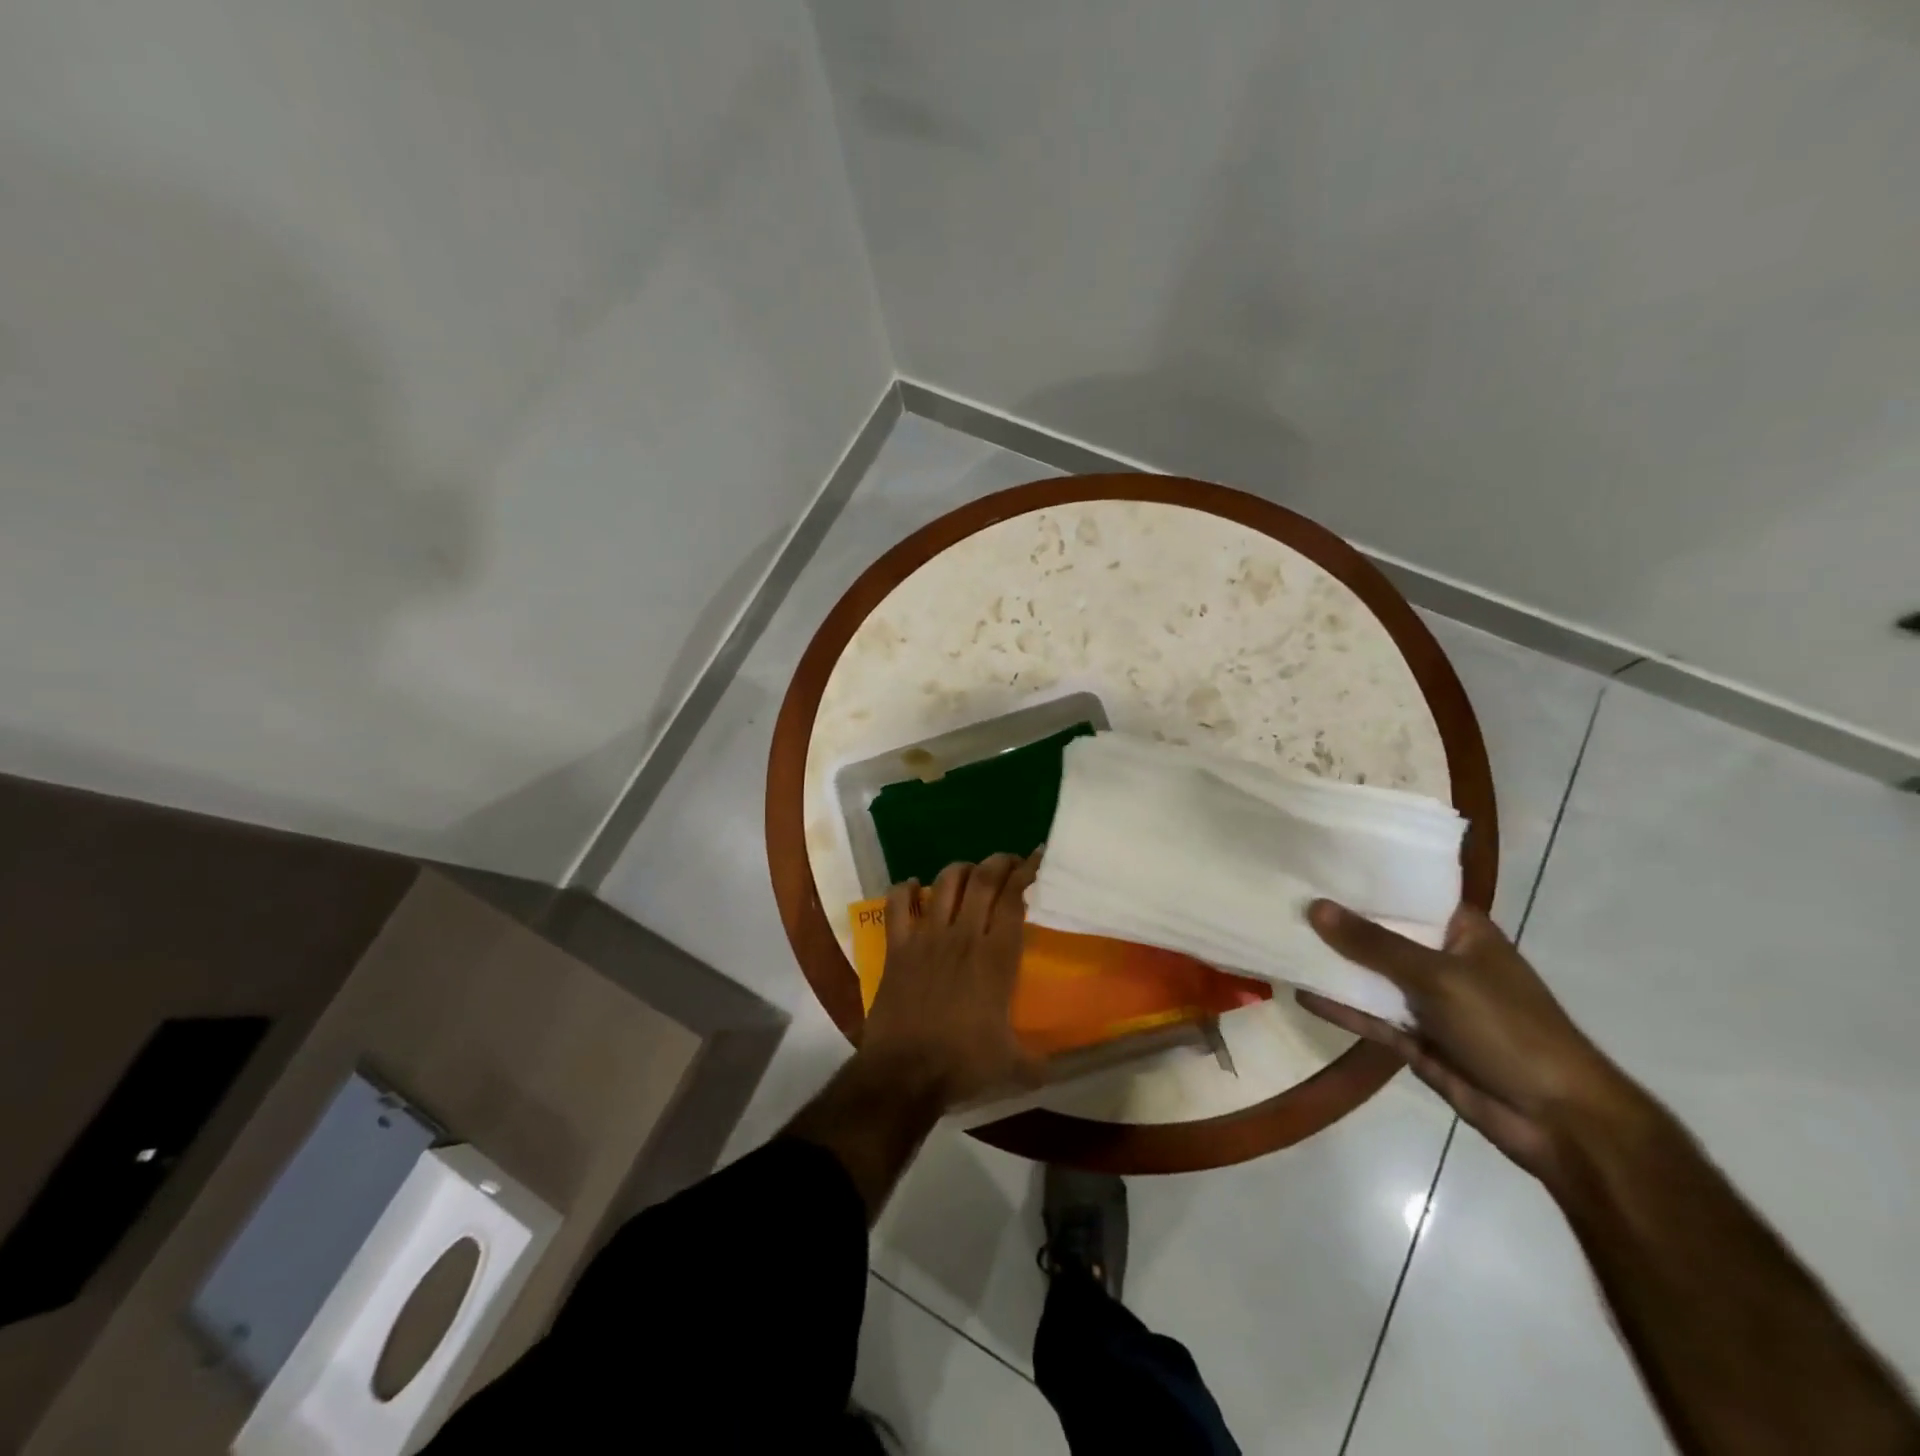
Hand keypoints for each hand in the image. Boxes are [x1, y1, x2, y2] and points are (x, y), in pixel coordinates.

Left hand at [858, 853, 1043, 1109]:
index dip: (1026, 873)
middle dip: (998, 862)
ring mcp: (927, 938)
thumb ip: (1035, 1062)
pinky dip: (904, 889)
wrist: (905, 1072)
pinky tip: (912, 886)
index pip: (1014, 899)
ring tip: (969, 872)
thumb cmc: (962, 1064)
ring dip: (960, 870)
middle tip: (1008, 861)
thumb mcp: (1010, 1065)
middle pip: (983, 880)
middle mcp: (964, 936)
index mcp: (996, 958)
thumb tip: (1052, 1071)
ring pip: (945, 883)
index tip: (1035, 859)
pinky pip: (897, 905)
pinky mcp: (897, 947)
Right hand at [1299, 899, 1638, 1185]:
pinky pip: (1368, 1015)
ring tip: (1279, 938)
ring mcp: (1426, 1001)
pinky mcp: (1413, 1038)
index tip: (1314, 861)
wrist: (1558, 1121)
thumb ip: (1374, 944)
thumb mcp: (1439, 976)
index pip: (1405, 893)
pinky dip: (1338, 1006)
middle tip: (1282, 895)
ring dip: (1332, 963)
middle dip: (1336, 920)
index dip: (1362, 879)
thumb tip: (1315, 907)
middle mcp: (1440, 959)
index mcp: (1461, 932)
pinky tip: (1300, 992)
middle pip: (1380, 933)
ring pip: (1369, 975)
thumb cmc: (1509, 1029)